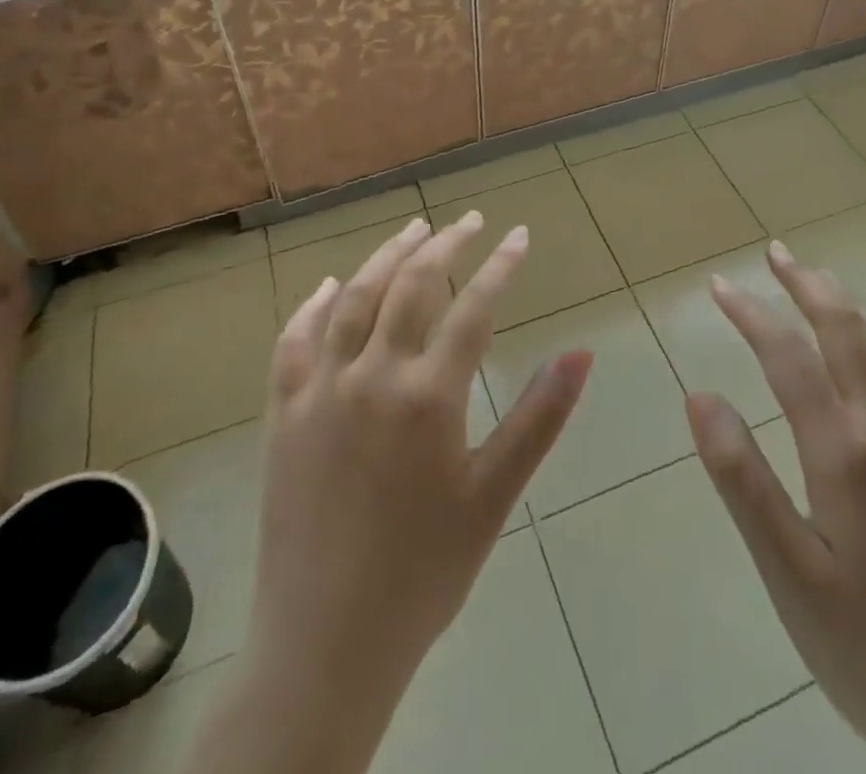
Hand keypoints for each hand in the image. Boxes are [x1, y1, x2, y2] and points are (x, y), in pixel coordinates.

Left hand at [198, 213, 591, 773]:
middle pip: (411, 285)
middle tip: (470, 222)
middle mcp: (371, 375)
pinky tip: (328, 285)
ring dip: (386, 256)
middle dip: (446, 244)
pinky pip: (294, 341)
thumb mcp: (494, 494)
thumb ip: (540, 417)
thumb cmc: (424, 571)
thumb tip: (582, 353)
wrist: (326, 643)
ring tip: (413, 229)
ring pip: (353, 298)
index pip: (473, 307)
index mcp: (427, 396)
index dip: (500, 265)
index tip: (518, 235)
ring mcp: (320, 389)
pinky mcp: (283, 411)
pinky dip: (313, 305)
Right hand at [686, 241, 865, 773]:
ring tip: (817, 280)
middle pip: (846, 330)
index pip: (788, 354)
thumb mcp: (787, 575)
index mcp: (846, 453)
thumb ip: (741, 478)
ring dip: (848, 303)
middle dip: (806, 283)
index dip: (750, 312)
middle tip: (774, 252)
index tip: (719, 285)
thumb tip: (700, 396)